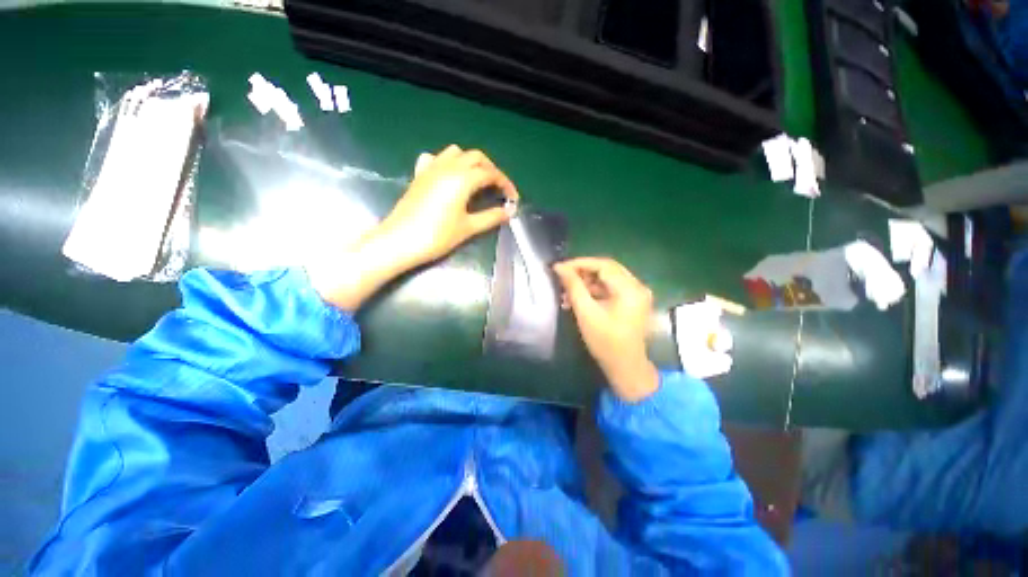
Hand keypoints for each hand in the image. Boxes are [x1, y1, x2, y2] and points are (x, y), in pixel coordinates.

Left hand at [309, 145, 517, 311]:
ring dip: (471, 162)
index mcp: (462, 178)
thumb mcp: (468, 228)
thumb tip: (510, 211)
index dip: (506, 184)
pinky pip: (436, 158)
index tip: (513, 199)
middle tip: (498, 189)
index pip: (491, 174)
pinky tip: (449, 177)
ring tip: (478, 181)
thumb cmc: (437, 236)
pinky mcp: (419, 175)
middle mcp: (448, 166)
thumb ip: (491, 217)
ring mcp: (431, 168)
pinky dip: (448, 163)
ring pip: (456, 153)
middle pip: (476, 157)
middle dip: (491, 170)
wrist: (399, 241)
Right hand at [554, 258, 658, 401]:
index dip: (579, 263)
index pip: (603, 265)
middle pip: (607, 269)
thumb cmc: (605, 342)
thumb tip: (559, 267)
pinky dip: (595, 291)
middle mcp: (638, 286)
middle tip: (563, 277)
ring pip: (608, 278)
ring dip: (587, 282)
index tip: (560, 268)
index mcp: (630, 289)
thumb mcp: (586, 313)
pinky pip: (611, 288)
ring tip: (567, 291)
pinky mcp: (633, 301)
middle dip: (582, 272)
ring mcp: (637, 294)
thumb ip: (573, 287)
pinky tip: (579, 299)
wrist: (625, 367)